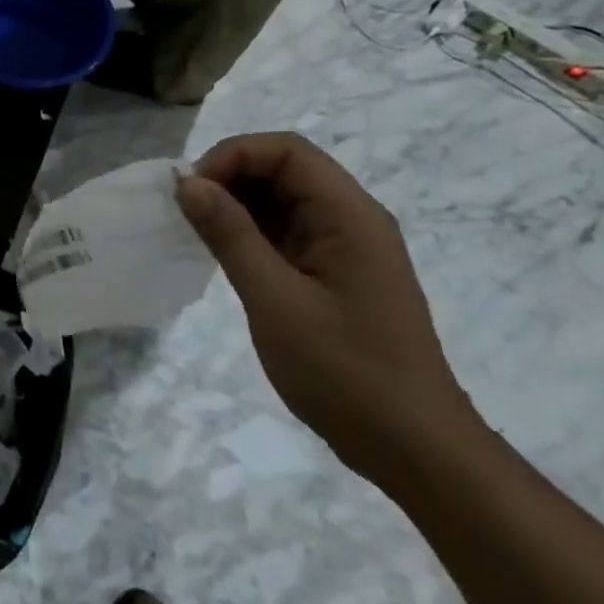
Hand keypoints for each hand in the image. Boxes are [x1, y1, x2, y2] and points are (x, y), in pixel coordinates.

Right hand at [175, 133, 479, 482]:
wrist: (415, 451)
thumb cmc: (346, 372)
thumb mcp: (275, 300)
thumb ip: (230, 234)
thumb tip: (187, 183)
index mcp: (350, 216)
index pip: (287, 151)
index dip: (233, 155)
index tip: (192, 190)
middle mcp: (352, 220)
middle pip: (284, 168)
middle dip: (230, 177)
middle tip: (187, 210)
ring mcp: (346, 247)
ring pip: (283, 198)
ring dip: (237, 203)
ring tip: (197, 230)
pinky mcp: (336, 273)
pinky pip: (287, 230)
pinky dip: (250, 230)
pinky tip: (223, 252)